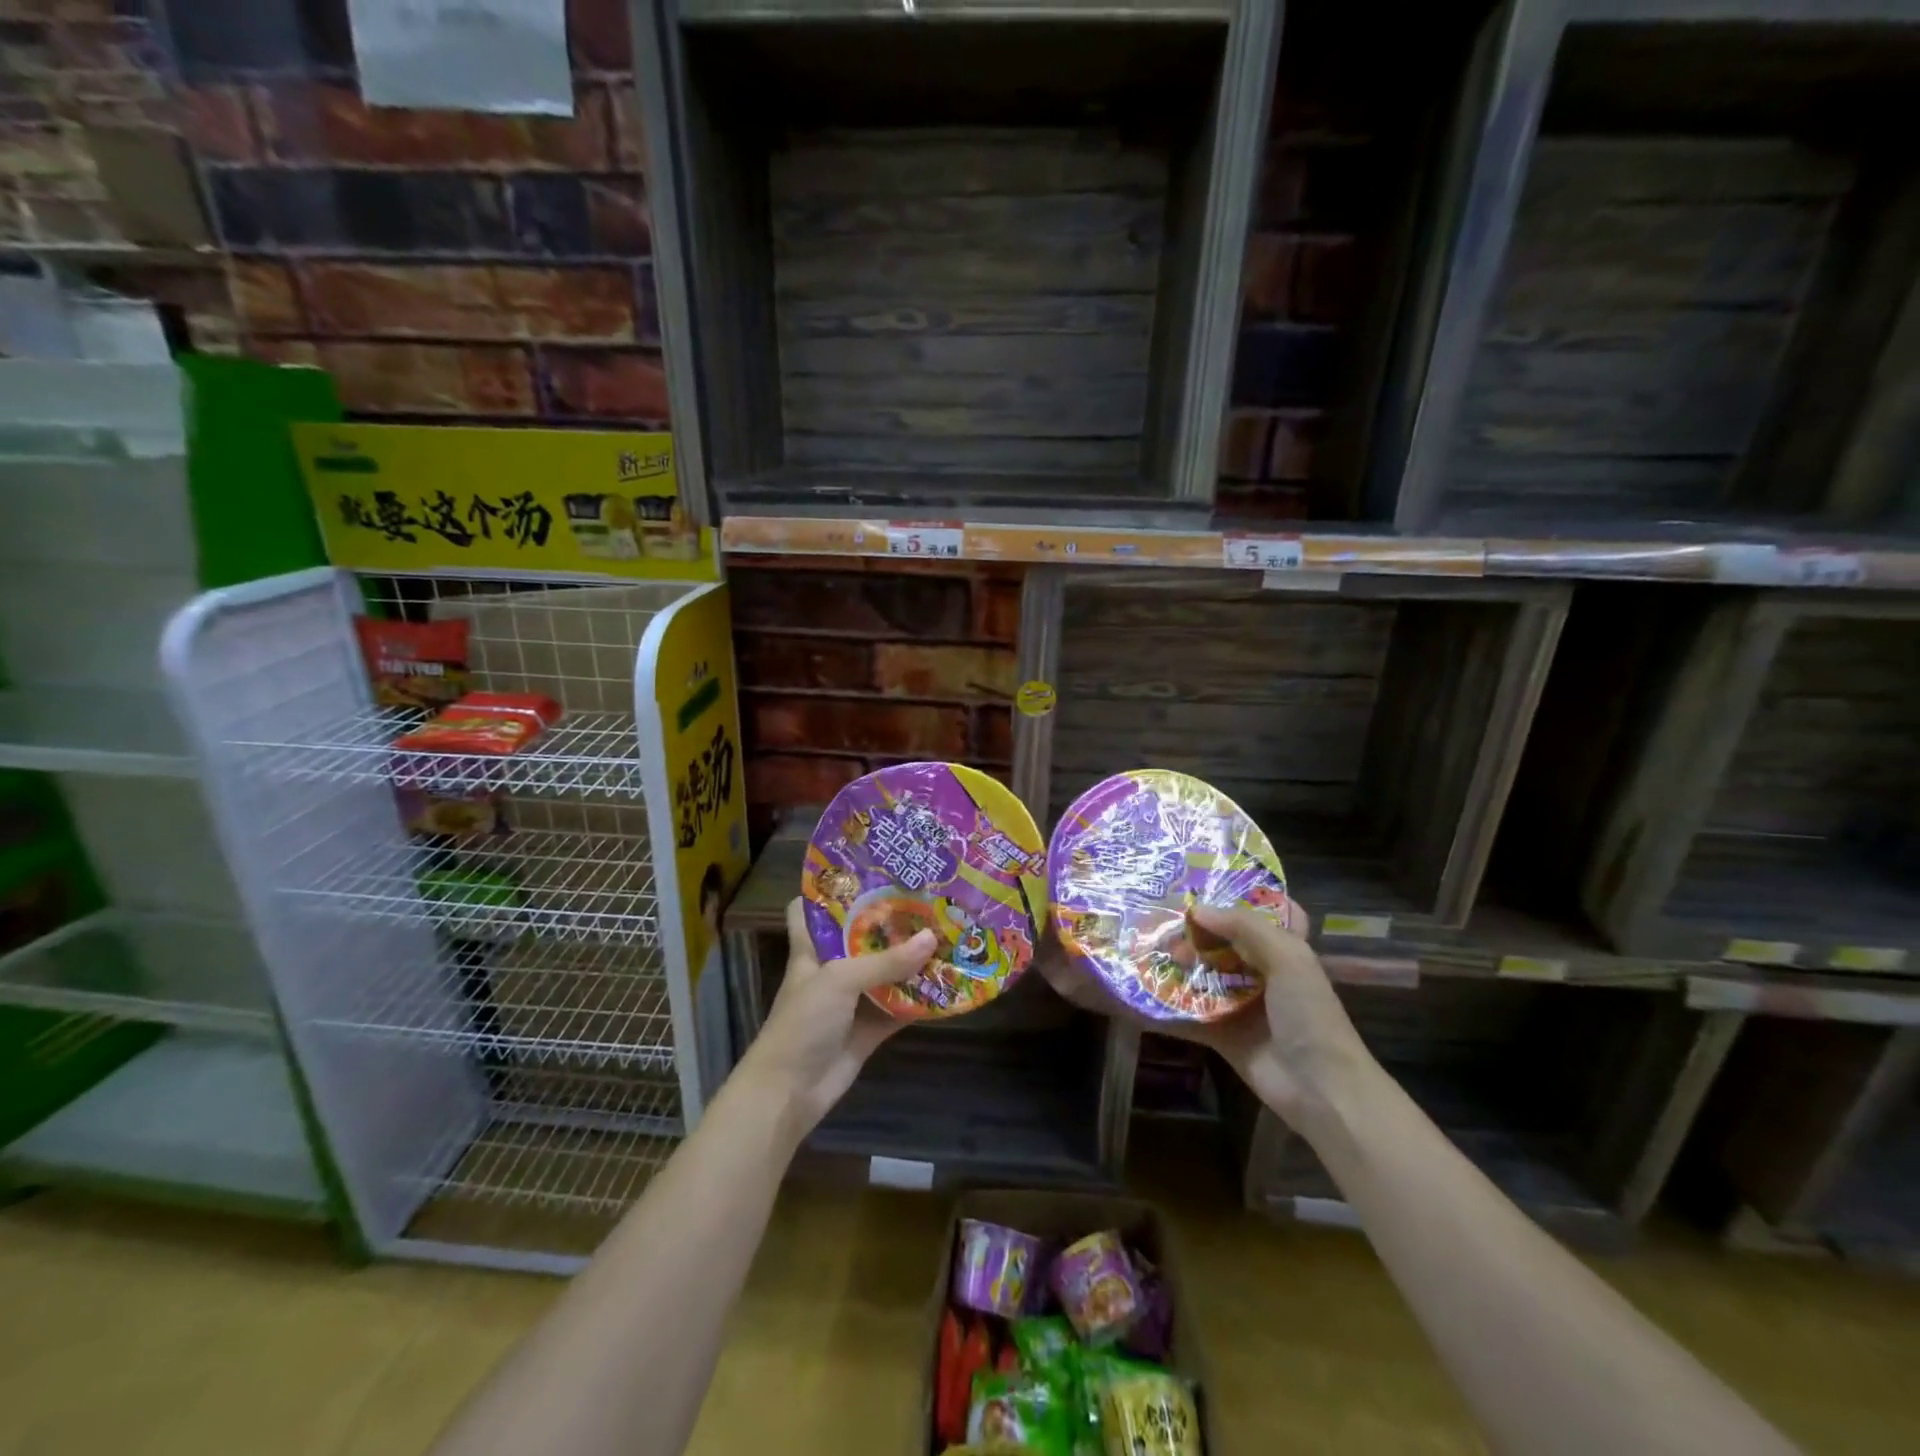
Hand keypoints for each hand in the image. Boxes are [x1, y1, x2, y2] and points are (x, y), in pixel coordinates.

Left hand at [737, 898, 935, 1142]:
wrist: (789, 1092)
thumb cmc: (803, 1022)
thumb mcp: (840, 980)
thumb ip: (886, 961)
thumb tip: (932, 938)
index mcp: (812, 949)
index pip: (808, 909)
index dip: (828, 890)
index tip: (863, 871)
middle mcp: (832, 969)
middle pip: (860, 937)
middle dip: (889, 921)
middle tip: (926, 896)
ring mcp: (852, 1000)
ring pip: (885, 972)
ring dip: (911, 959)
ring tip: (948, 930)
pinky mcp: (869, 1028)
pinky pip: (900, 1008)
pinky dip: (921, 999)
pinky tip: (950, 983)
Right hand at [1038, 900, 1372, 1127]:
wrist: (1320, 1088)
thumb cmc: (1310, 1014)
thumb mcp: (1288, 957)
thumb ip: (1244, 927)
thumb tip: (1196, 910)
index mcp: (1284, 949)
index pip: (1265, 912)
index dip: (1239, 896)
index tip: (1203, 880)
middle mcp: (1261, 972)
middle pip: (1222, 942)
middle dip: (1193, 930)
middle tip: (1156, 916)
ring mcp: (1239, 1004)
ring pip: (1202, 975)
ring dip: (1175, 964)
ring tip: (1140, 946)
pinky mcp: (1221, 1034)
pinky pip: (1187, 1015)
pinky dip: (1164, 1007)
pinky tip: (1136, 993)